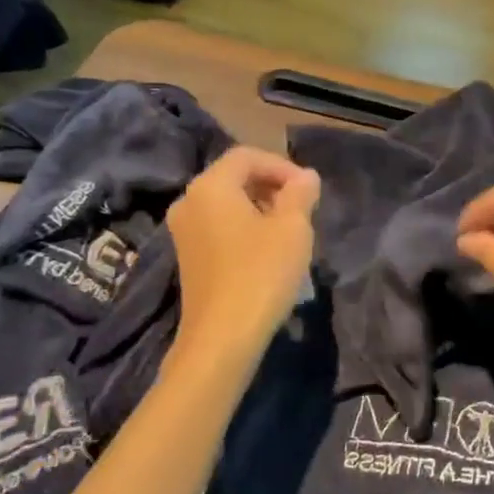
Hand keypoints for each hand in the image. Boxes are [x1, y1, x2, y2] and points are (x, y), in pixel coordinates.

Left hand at [167, 146, 319, 361]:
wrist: (222, 337)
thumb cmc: (261, 273)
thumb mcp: (293, 228)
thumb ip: (301, 193)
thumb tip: (306, 177)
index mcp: (210, 186)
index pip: (247, 156)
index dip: (282, 166)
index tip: (309, 190)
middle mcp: (189, 202)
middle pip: (234, 177)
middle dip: (272, 186)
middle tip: (303, 208)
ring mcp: (183, 232)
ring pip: (227, 204)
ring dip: (261, 208)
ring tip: (291, 230)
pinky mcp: (188, 258)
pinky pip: (219, 227)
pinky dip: (245, 228)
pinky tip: (268, 251)